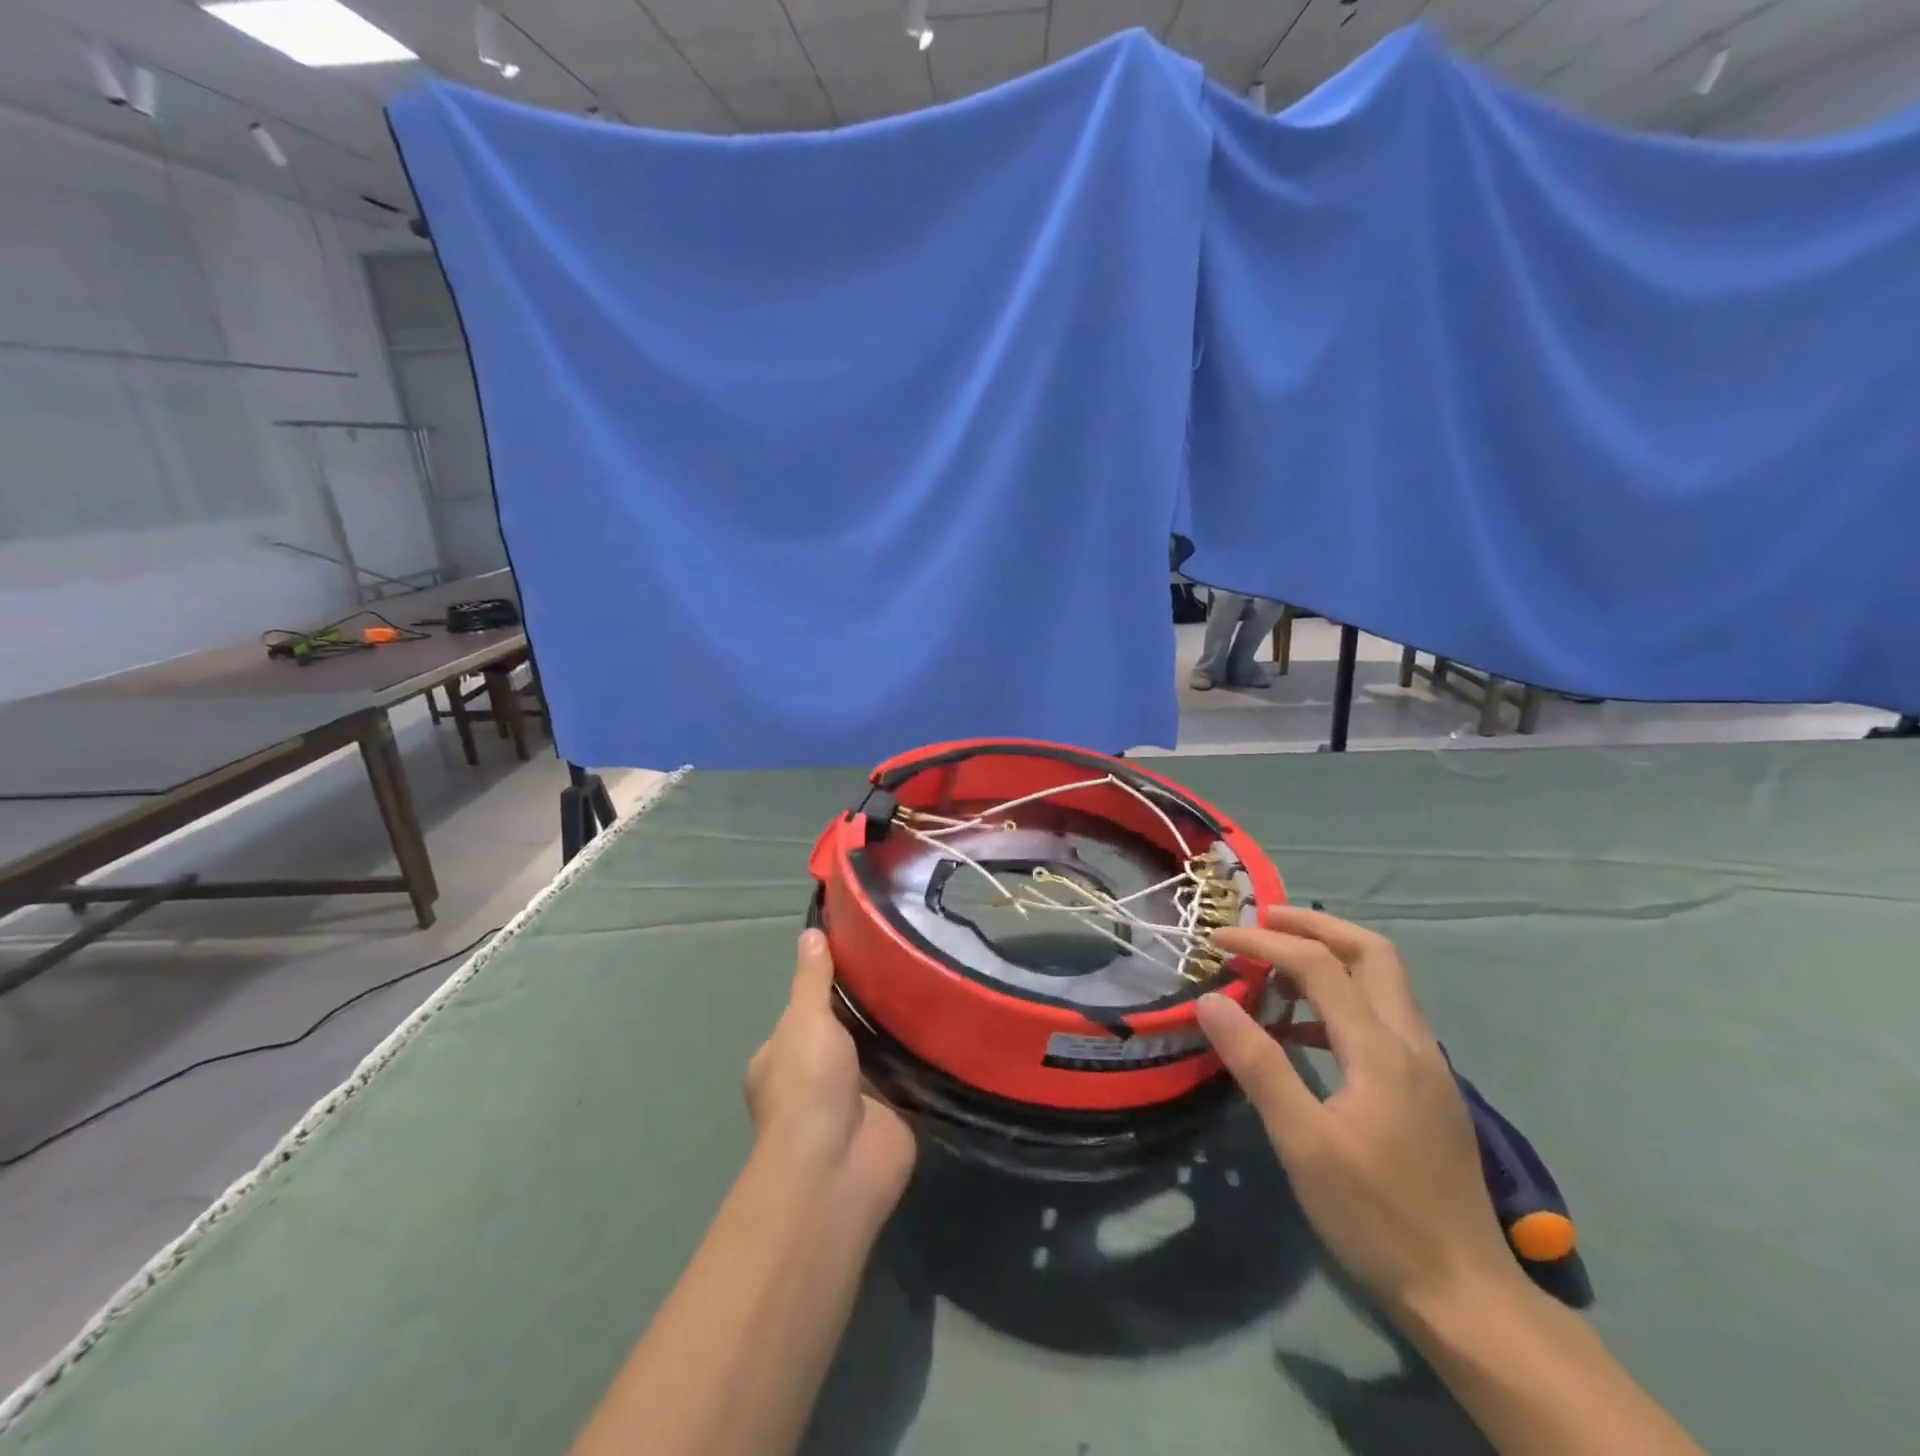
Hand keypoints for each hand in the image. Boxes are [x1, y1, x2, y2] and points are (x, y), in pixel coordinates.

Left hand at [744, 930, 916, 1218]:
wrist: (839, 1166)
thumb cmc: (807, 1086)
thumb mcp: (804, 1020)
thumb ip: (813, 979)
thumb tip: (811, 933)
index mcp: (783, 1056)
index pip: (808, 1009)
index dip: (832, 983)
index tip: (865, 950)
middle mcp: (817, 1076)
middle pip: (849, 1028)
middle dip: (874, 1004)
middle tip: (910, 961)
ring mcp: (857, 1096)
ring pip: (882, 1049)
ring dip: (901, 1028)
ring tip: (935, 980)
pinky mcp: (895, 1111)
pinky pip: (912, 1073)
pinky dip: (925, 1054)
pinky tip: (949, 1020)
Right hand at [1197, 905, 1522, 1320]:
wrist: (1466, 1296)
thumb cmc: (1376, 1217)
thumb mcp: (1303, 1143)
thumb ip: (1258, 1065)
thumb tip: (1211, 1000)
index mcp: (1381, 1049)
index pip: (1319, 966)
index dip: (1265, 943)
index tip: (1217, 939)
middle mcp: (1412, 1043)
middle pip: (1372, 953)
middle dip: (1315, 926)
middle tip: (1264, 922)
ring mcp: (1427, 1067)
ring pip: (1384, 982)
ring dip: (1331, 958)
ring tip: (1277, 966)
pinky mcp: (1427, 1091)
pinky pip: (1383, 1017)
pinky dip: (1342, 1000)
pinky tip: (1306, 1032)